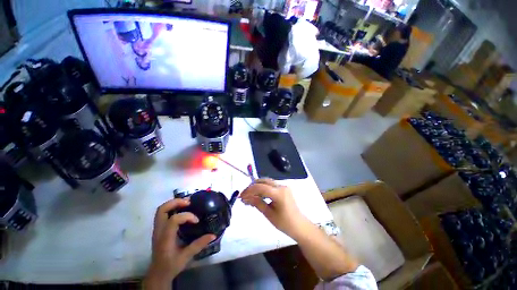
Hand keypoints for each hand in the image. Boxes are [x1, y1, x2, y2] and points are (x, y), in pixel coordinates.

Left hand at [144, 199, 215, 287]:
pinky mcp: (159, 229)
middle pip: (162, 210)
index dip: (187, 216)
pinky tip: (182, 209)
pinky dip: (172, 208)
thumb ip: (199, 244)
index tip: (197, 221)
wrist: (158, 273)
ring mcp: (157, 229)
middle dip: (176, 202)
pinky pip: (163, 213)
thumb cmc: (171, 265)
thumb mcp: (186, 256)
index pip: (174, 220)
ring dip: (174, 203)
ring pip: (161, 210)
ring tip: (187, 203)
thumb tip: (213, 235)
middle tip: (189, 202)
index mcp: (165, 238)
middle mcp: (159, 231)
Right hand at [240, 179, 307, 237]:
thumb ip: (257, 203)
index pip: (261, 187)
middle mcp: (281, 186)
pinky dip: (262, 189)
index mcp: (279, 193)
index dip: (249, 190)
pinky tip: (257, 195)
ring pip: (266, 182)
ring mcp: (283, 186)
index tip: (241, 196)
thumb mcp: (269, 214)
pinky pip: (270, 185)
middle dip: (252, 187)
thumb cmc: (285, 223)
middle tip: (244, 195)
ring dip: (257, 187)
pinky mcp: (283, 188)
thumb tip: (246, 198)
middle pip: (263, 181)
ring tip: (249, 196)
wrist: (299, 225)